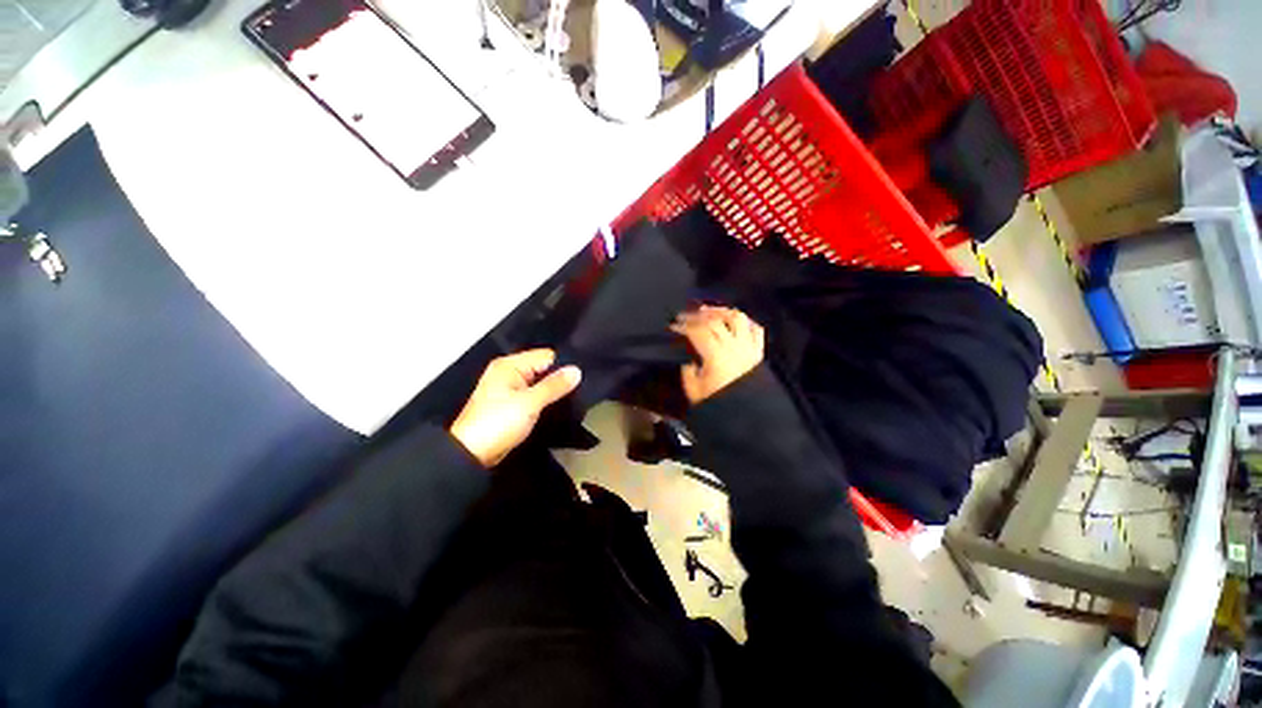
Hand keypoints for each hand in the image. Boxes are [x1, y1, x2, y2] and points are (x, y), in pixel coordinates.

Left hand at [450, 350, 581, 466]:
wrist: (471, 455)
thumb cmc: (499, 423)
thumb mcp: (530, 402)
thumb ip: (554, 385)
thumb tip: (576, 370)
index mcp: (510, 365)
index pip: (546, 356)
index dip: (563, 365)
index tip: (582, 377)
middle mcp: (509, 372)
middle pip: (542, 368)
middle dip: (559, 378)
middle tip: (582, 388)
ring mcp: (509, 389)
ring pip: (539, 383)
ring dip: (553, 390)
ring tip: (575, 397)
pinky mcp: (511, 404)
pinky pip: (534, 395)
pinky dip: (545, 399)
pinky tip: (559, 405)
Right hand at [671, 306, 764, 404]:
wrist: (747, 416)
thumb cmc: (719, 403)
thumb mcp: (695, 391)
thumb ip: (688, 372)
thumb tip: (689, 358)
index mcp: (716, 356)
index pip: (698, 331)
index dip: (684, 325)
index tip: (673, 325)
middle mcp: (734, 346)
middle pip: (715, 321)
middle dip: (697, 315)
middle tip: (685, 315)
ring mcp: (749, 347)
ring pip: (737, 318)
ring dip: (721, 311)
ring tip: (709, 311)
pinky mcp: (759, 351)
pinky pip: (756, 329)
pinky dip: (745, 322)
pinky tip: (734, 321)